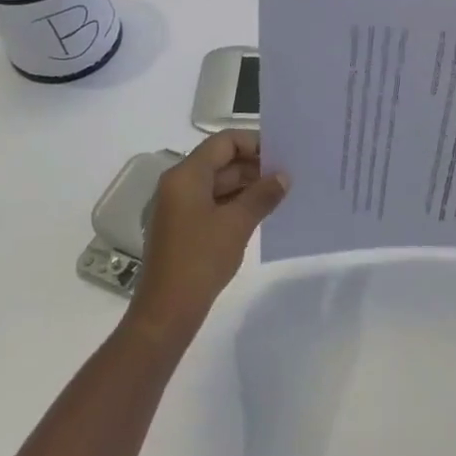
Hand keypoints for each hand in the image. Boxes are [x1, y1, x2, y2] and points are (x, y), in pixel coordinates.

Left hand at [129, 130, 287, 341]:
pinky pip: (215, 203)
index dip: (254, 143)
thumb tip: (283, 177)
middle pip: (222, 161)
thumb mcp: (237, 224)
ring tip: (282, 192)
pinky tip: (263, 212)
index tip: (283, 154)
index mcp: (186, 176)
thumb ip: (262, 195)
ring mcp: (181, 207)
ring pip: (220, 183)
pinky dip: (237, 203)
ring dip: (249, 185)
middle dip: (255, 165)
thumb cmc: (200, 260)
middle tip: (289, 173)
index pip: (224, 142)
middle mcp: (180, 185)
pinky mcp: (185, 227)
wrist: (166, 312)